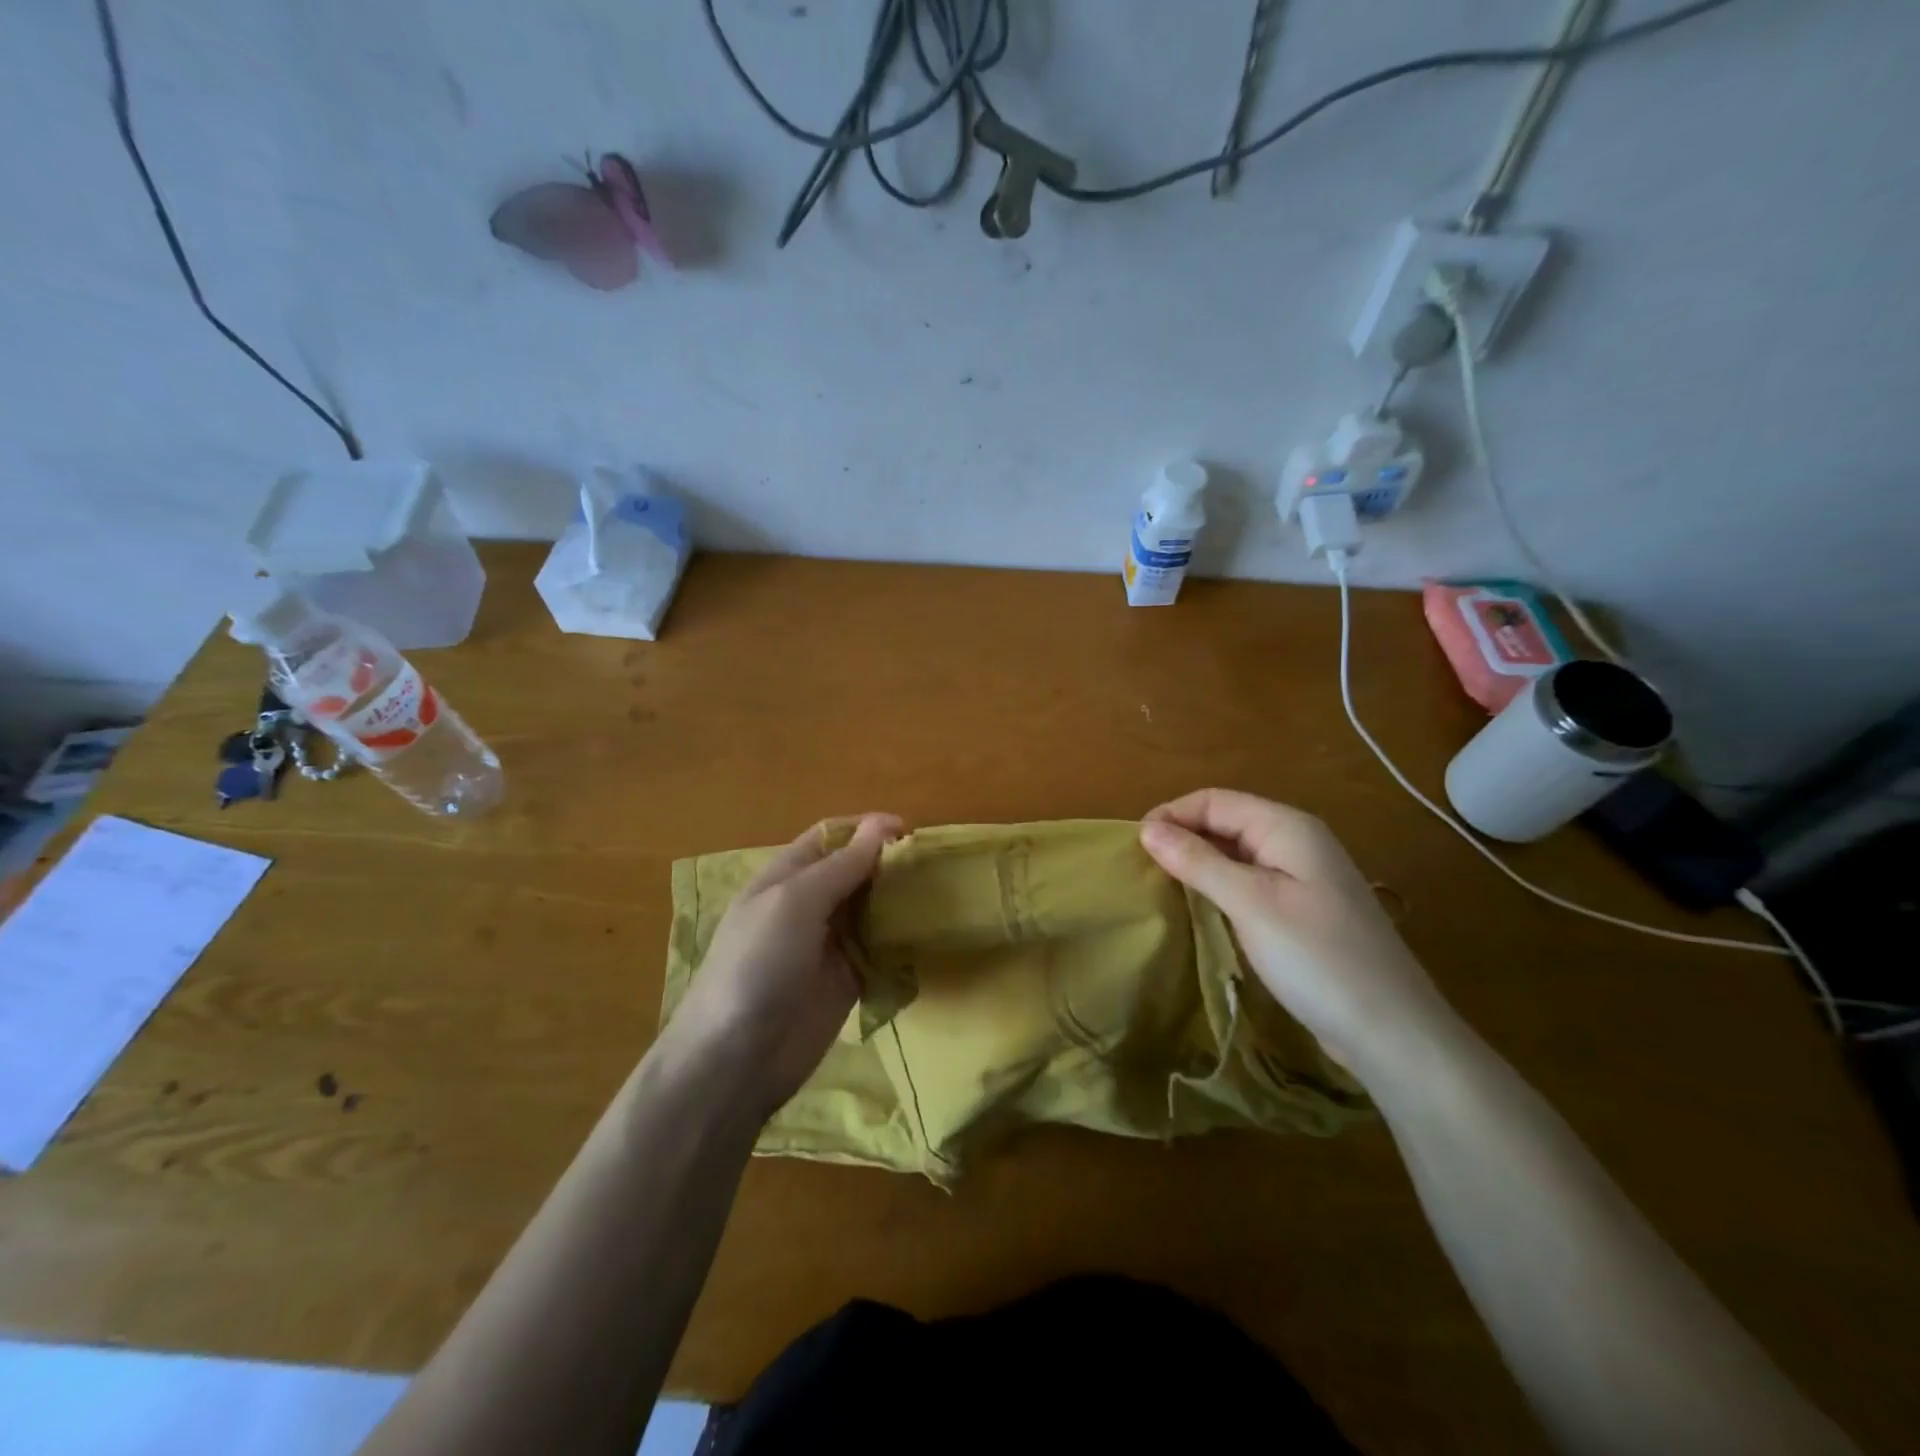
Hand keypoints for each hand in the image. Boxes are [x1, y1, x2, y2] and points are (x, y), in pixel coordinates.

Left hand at [661, 813, 904, 1118]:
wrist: (736, 1059)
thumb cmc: (758, 965)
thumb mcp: (794, 902)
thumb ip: (841, 866)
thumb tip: (882, 825)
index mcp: (786, 877)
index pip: (831, 838)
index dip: (867, 829)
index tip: (910, 831)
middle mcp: (809, 905)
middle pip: (856, 872)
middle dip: (889, 864)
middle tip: (933, 865)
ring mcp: (829, 944)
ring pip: (872, 909)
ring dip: (899, 900)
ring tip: (940, 894)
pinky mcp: (847, 980)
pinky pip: (880, 950)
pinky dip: (901, 941)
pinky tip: (929, 934)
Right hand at [1141, 788, 1453, 1079]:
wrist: (1392, 1032)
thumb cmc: (1318, 958)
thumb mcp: (1250, 904)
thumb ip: (1198, 862)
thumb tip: (1147, 829)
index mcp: (1287, 827)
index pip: (1215, 801)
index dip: (1172, 815)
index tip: (1133, 847)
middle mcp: (1296, 842)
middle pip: (1226, 823)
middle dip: (1182, 838)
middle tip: (1141, 871)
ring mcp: (1303, 878)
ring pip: (1236, 855)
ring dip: (1198, 864)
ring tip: (1160, 888)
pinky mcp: (1303, 911)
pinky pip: (1250, 883)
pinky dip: (1219, 888)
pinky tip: (1200, 911)